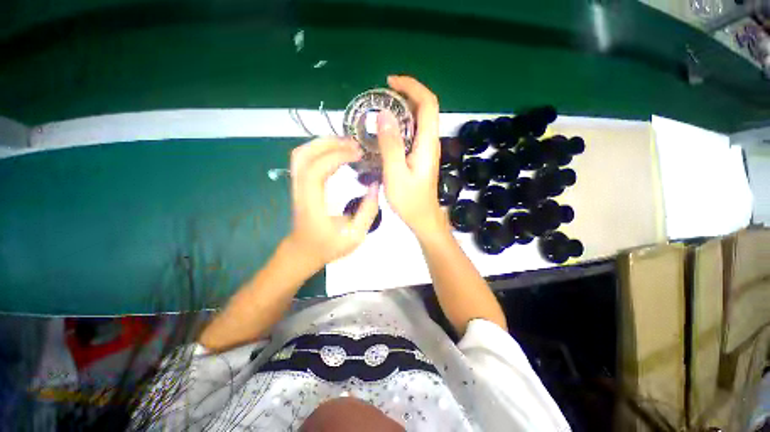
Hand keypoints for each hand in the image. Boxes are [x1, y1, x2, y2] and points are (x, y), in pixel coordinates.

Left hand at [285, 138, 379, 268]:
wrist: (304, 251)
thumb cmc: (328, 246)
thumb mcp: (355, 236)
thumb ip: (368, 212)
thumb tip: (375, 186)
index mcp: (312, 205)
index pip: (316, 171)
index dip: (336, 157)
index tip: (358, 154)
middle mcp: (300, 191)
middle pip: (304, 156)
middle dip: (330, 144)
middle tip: (354, 145)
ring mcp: (296, 185)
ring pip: (301, 154)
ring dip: (323, 144)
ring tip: (346, 144)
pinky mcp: (299, 184)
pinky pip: (304, 159)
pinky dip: (320, 150)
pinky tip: (337, 152)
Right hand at [377, 76, 445, 237]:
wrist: (422, 217)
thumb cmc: (409, 200)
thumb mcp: (396, 173)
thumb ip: (391, 145)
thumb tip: (384, 114)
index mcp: (427, 143)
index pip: (428, 104)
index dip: (412, 87)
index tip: (391, 82)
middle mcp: (430, 142)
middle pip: (425, 108)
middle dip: (406, 94)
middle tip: (382, 95)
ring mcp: (427, 149)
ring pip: (419, 120)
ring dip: (403, 108)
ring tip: (381, 108)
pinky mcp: (421, 156)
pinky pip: (414, 132)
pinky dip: (402, 123)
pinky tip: (387, 129)